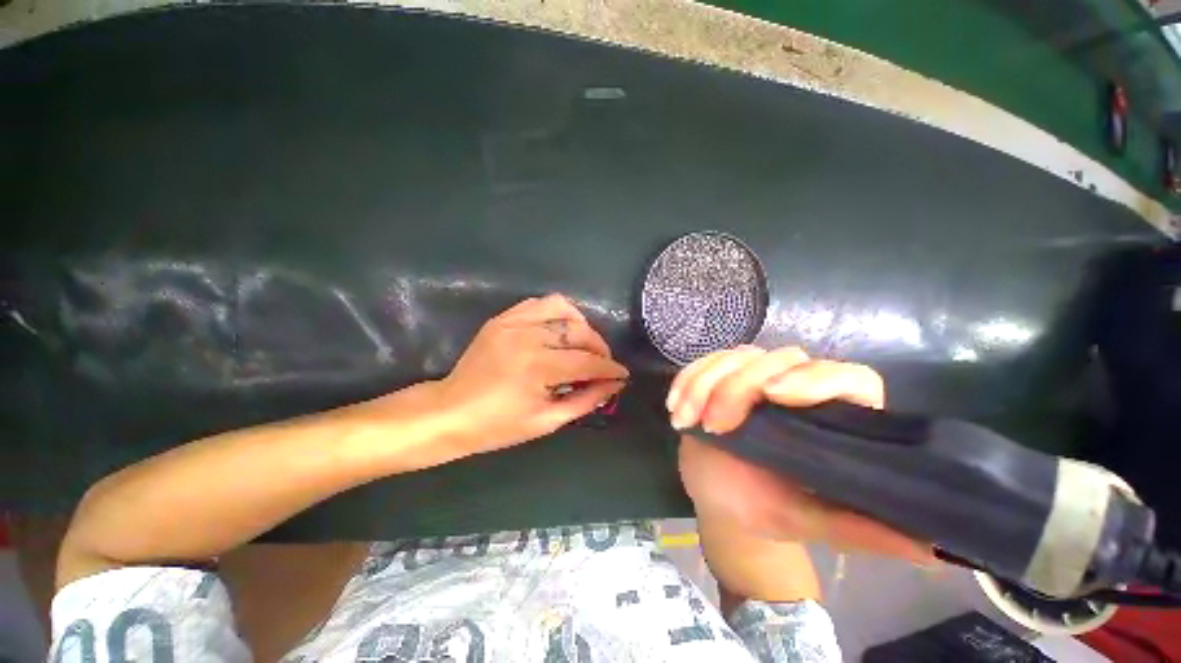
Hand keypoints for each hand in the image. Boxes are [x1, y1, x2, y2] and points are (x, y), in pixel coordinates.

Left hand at [435, 294, 628, 455]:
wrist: (451, 412)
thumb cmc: (498, 425)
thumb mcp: (546, 421)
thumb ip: (585, 400)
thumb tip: (613, 385)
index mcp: (538, 367)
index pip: (587, 362)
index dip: (610, 369)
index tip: (622, 374)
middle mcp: (528, 337)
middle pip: (579, 332)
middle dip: (600, 347)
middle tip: (604, 363)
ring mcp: (513, 323)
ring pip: (563, 308)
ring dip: (581, 325)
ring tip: (584, 343)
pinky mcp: (503, 318)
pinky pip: (539, 303)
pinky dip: (557, 313)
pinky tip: (560, 330)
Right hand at [670, 346, 930, 561]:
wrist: (717, 496)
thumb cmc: (764, 508)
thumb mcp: (810, 523)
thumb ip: (865, 530)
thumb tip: (940, 549)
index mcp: (831, 418)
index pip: (848, 377)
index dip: (816, 379)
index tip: (774, 397)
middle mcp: (796, 388)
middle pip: (779, 358)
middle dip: (738, 388)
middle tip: (714, 427)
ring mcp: (754, 378)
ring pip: (735, 355)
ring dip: (703, 383)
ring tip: (685, 420)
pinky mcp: (720, 375)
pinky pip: (703, 362)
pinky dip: (686, 379)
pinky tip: (675, 405)